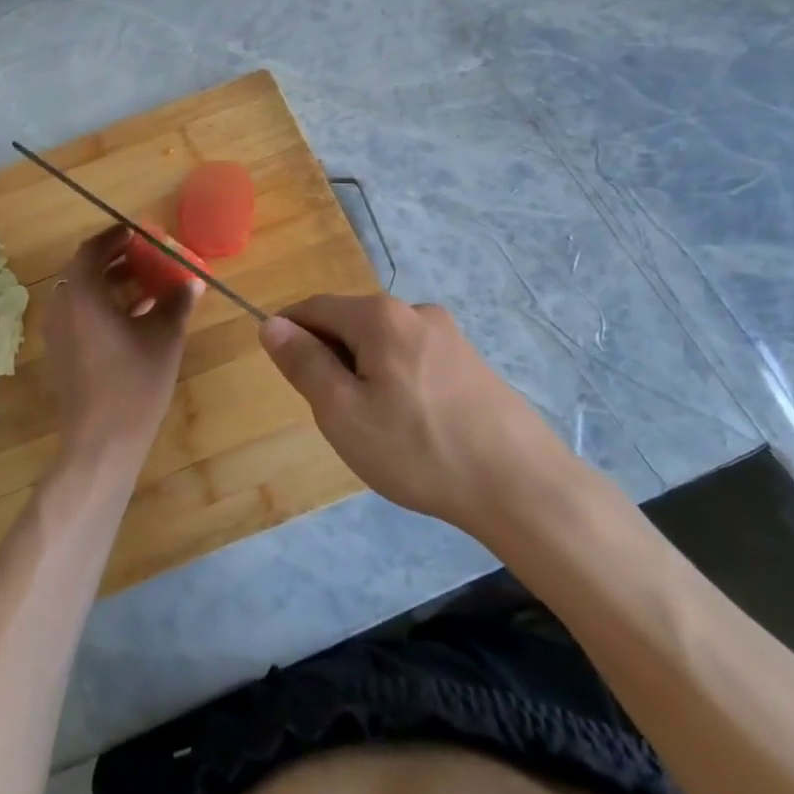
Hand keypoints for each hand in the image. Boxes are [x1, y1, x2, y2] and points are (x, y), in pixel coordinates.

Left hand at [44, 226, 200, 474]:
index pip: (92, 250)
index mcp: (82, 294)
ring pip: (82, 296)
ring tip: (146, 287)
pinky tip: (134, 319)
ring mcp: (57, 333)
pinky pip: (80, 316)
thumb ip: (176, 302)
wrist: (101, 441)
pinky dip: (103, 308)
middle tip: (145, 258)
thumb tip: (192, 281)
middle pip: (84, 271)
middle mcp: (62, 307)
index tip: (136, 233)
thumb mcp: (164, 336)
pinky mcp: (61, 354)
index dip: (114, 238)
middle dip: (115, 261)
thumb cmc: (134, 382)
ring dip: (111, 286)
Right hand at [258, 295, 581, 537]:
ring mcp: (450, 335)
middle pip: (351, 323)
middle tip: (332, 412)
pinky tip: (410, 425)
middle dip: (330, 357)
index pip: (315, 307)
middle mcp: (416, 312)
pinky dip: (395, 380)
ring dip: (363, 371)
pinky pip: (413, 358)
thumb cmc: (418, 449)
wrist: (520, 485)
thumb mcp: (343, 412)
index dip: (289, 331)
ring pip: (383, 343)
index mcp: (380, 316)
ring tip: (374, 426)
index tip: (282, 369)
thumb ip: (304, 363)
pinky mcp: (471, 362)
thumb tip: (272, 324)